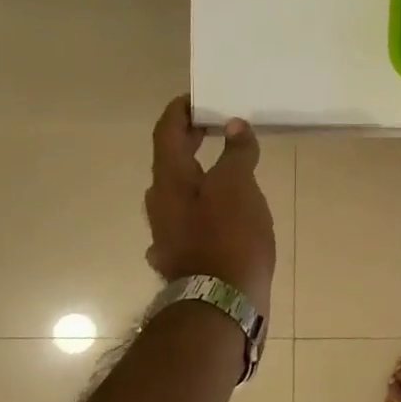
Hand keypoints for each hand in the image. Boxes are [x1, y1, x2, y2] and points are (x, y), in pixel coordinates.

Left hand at [144, 97, 276, 313]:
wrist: (220, 303)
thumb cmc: (229, 237)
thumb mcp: (239, 186)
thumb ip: (236, 153)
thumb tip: (235, 126)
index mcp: (170, 180)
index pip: (166, 132)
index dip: (180, 111)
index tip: (197, 98)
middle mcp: (161, 204)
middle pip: (171, 162)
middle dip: (191, 141)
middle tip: (217, 127)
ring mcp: (168, 233)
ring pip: (180, 193)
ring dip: (199, 175)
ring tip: (229, 169)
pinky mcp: (183, 257)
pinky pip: (190, 220)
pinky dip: (205, 207)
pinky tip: (221, 215)